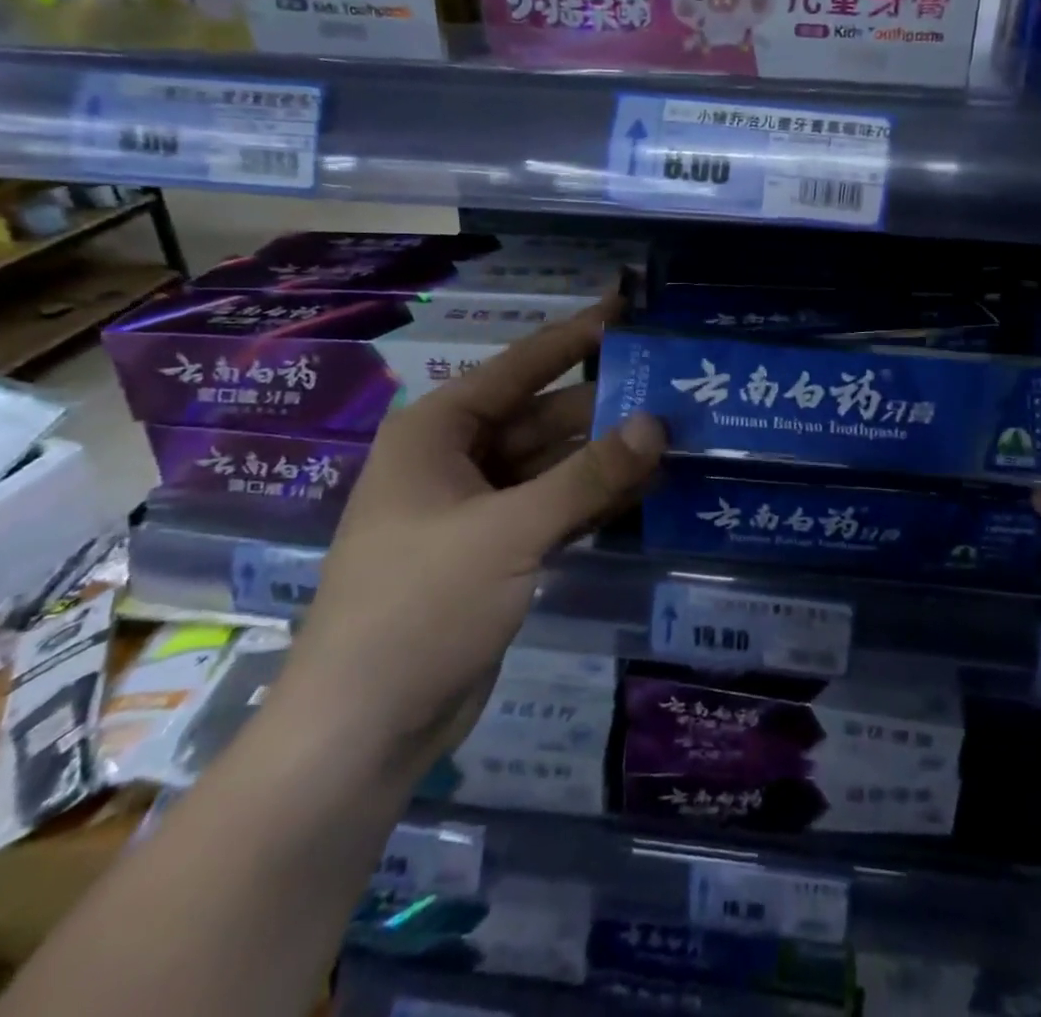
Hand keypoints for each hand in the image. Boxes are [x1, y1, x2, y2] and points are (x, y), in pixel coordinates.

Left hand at [276, 301, 665, 779]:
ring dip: (606, 455)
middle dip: (604, 406)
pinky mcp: (497, 551)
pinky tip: (646, 488)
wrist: (364, 730)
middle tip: (673, 389)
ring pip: (554, 465)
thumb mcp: (509, 532)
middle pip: (543, 417)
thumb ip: (587, 475)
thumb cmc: (420, 606)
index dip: (575, 337)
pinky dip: (593, 499)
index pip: (519, 366)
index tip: (627, 310)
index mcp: (437, 431)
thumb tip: (656, 423)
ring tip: (675, 435)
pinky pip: (554, 507)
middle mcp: (456, 459)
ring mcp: (478, 508)